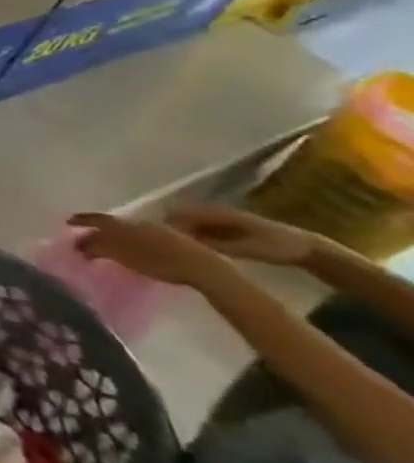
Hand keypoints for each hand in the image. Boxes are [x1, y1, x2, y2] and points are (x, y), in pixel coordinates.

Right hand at [67, 212, 237, 288]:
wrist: (204, 268)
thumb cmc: (163, 261)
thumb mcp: (126, 255)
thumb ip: (101, 247)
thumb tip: (80, 244)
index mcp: (127, 223)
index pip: (99, 219)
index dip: (83, 220)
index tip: (67, 222)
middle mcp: (139, 224)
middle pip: (111, 225)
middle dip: (95, 231)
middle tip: (81, 239)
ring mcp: (157, 233)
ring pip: (125, 232)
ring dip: (111, 238)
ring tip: (101, 249)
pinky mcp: (169, 243)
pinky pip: (138, 239)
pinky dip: (126, 244)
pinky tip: (127, 254)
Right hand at [164, 203, 322, 267]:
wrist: (306, 248)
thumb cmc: (277, 246)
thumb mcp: (247, 248)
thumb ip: (215, 246)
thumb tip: (183, 245)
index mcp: (216, 212)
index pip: (179, 214)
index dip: (165, 226)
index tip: (155, 242)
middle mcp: (212, 211)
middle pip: (179, 218)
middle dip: (167, 230)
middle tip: (157, 247)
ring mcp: (217, 219)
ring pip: (186, 224)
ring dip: (177, 235)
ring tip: (167, 250)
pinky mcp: (221, 228)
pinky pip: (196, 230)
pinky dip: (189, 238)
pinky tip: (186, 251)